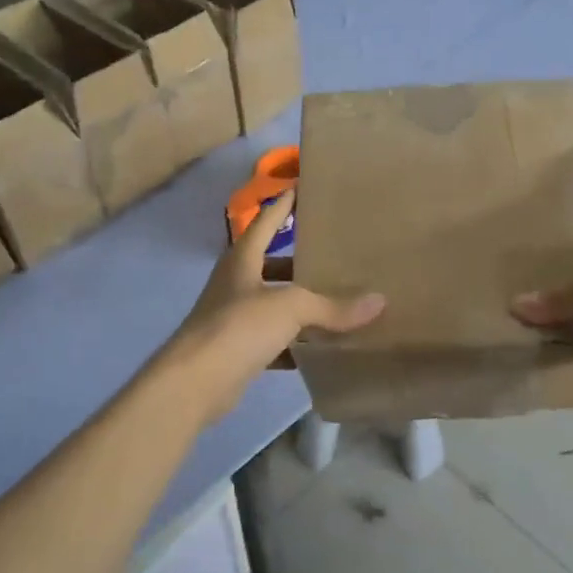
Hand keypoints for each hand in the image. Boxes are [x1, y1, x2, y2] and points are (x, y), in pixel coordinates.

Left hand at [166, 190, 384, 421]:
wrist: (194, 383)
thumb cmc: (238, 327)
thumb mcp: (290, 308)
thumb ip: (332, 306)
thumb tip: (379, 301)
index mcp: (242, 260)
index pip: (266, 223)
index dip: (283, 207)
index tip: (300, 189)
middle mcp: (236, 284)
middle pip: (272, 265)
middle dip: (300, 262)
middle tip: (335, 256)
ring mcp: (234, 319)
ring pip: (274, 305)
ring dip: (300, 305)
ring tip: (337, 301)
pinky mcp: (238, 351)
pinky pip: (275, 341)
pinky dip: (296, 344)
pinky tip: (321, 348)